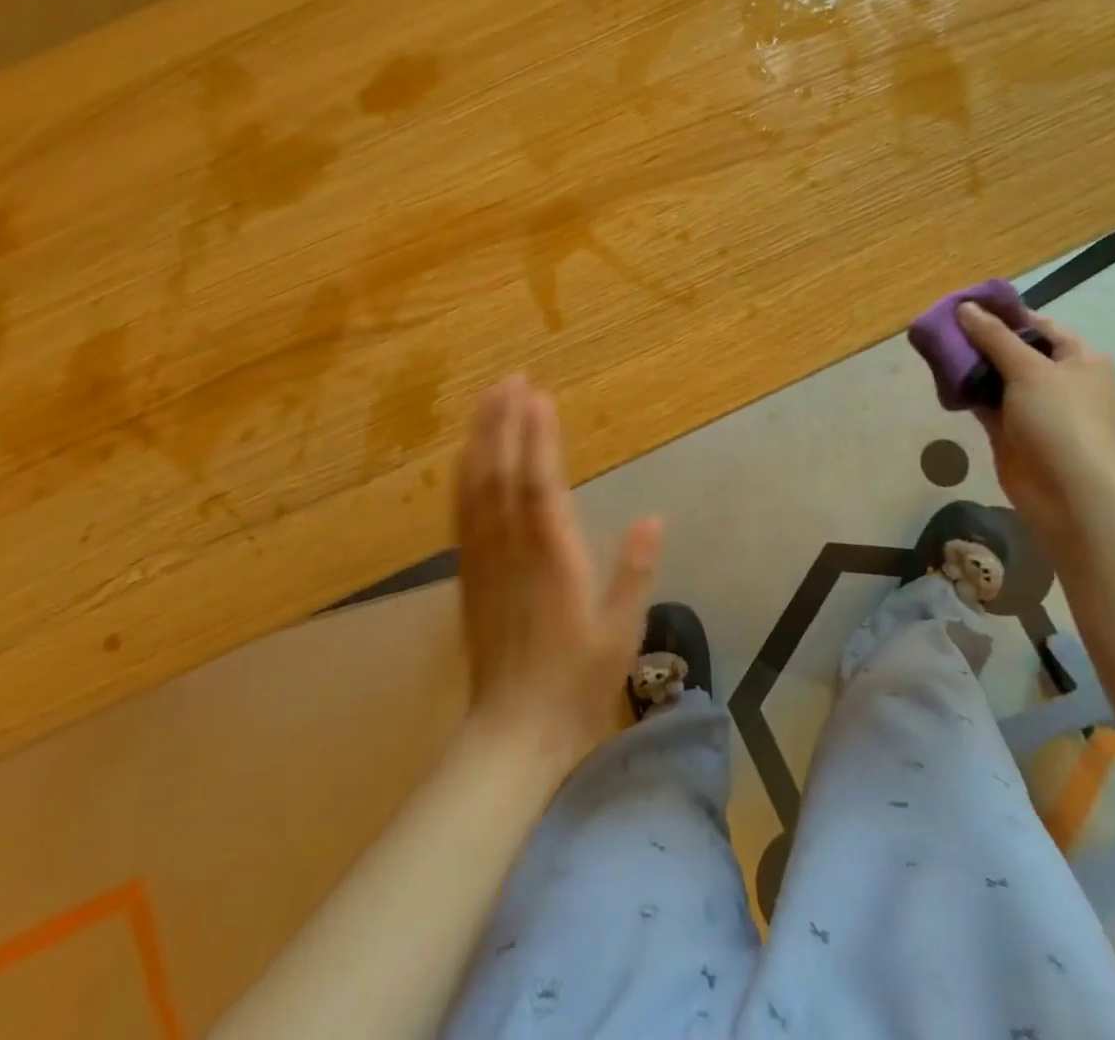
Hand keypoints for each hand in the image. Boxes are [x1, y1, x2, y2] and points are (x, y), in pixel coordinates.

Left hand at [454, 375, 662, 770]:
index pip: (541, 486)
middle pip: (502, 475)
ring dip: (481, 440)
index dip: (538, 438)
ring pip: (476, 488)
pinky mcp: (469, 575)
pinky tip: (467, 457)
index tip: (539, 397)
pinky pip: (462, 515)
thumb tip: (653, 517)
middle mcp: (511, 551)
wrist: (512, 735)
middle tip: (511, 379)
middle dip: (504, 423)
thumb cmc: (576, 685)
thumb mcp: (621, 633)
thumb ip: (634, 573)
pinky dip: (464, 477)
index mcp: (551, 561)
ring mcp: (484, 561)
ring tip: (488, 400)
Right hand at [956, 302, 1114, 544]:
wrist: (1071, 493)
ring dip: (969, 365)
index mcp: (1078, 357)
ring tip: (933, 348)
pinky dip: (966, 391)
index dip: (1001, 313)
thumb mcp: (1029, 370)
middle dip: (978, 338)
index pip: (1036, 324)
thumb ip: (994, 337)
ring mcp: (1034, 406)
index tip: (962, 305)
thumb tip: (964, 307)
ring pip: (995, 376)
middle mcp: (1058, 378)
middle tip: (940, 326)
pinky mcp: (1011, 430)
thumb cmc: (1061, 421)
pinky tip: (940, 379)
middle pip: (1013, 349)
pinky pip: (984, 402)